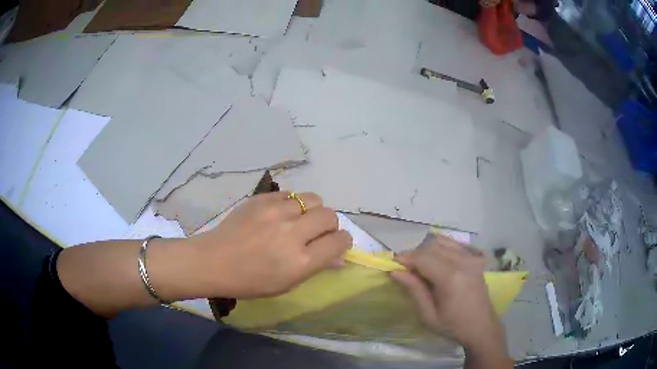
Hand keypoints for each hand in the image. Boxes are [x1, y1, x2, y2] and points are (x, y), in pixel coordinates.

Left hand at [188, 192, 351, 298]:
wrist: (214, 261)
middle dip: (329, 225)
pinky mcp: (262, 198)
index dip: (342, 241)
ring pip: (313, 199)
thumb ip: (316, 265)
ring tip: (298, 220)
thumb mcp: (287, 283)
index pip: (339, 241)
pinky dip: (292, 204)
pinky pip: (290, 194)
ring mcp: (275, 212)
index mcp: (300, 261)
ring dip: (311, 211)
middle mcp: (292, 233)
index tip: (336, 243)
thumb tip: (339, 254)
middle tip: (316, 232)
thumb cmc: (251, 280)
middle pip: (330, 215)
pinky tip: (279, 214)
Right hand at [390, 235, 511, 366]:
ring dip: (427, 250)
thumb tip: (395, 271)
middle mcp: (462, 262)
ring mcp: (471, 258)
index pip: (422, 258)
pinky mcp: (475, 260)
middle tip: (405, 270)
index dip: (405, 258)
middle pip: (431, 247)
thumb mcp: (428, 315)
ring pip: (443, 242)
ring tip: (420, 266)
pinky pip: (455, 244)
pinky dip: (442, 247)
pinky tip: (436, 259)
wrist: (481, 327)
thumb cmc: (453, 326)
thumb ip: (414, 290)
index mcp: (450, 277)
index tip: (392, 265)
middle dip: (415, 254)